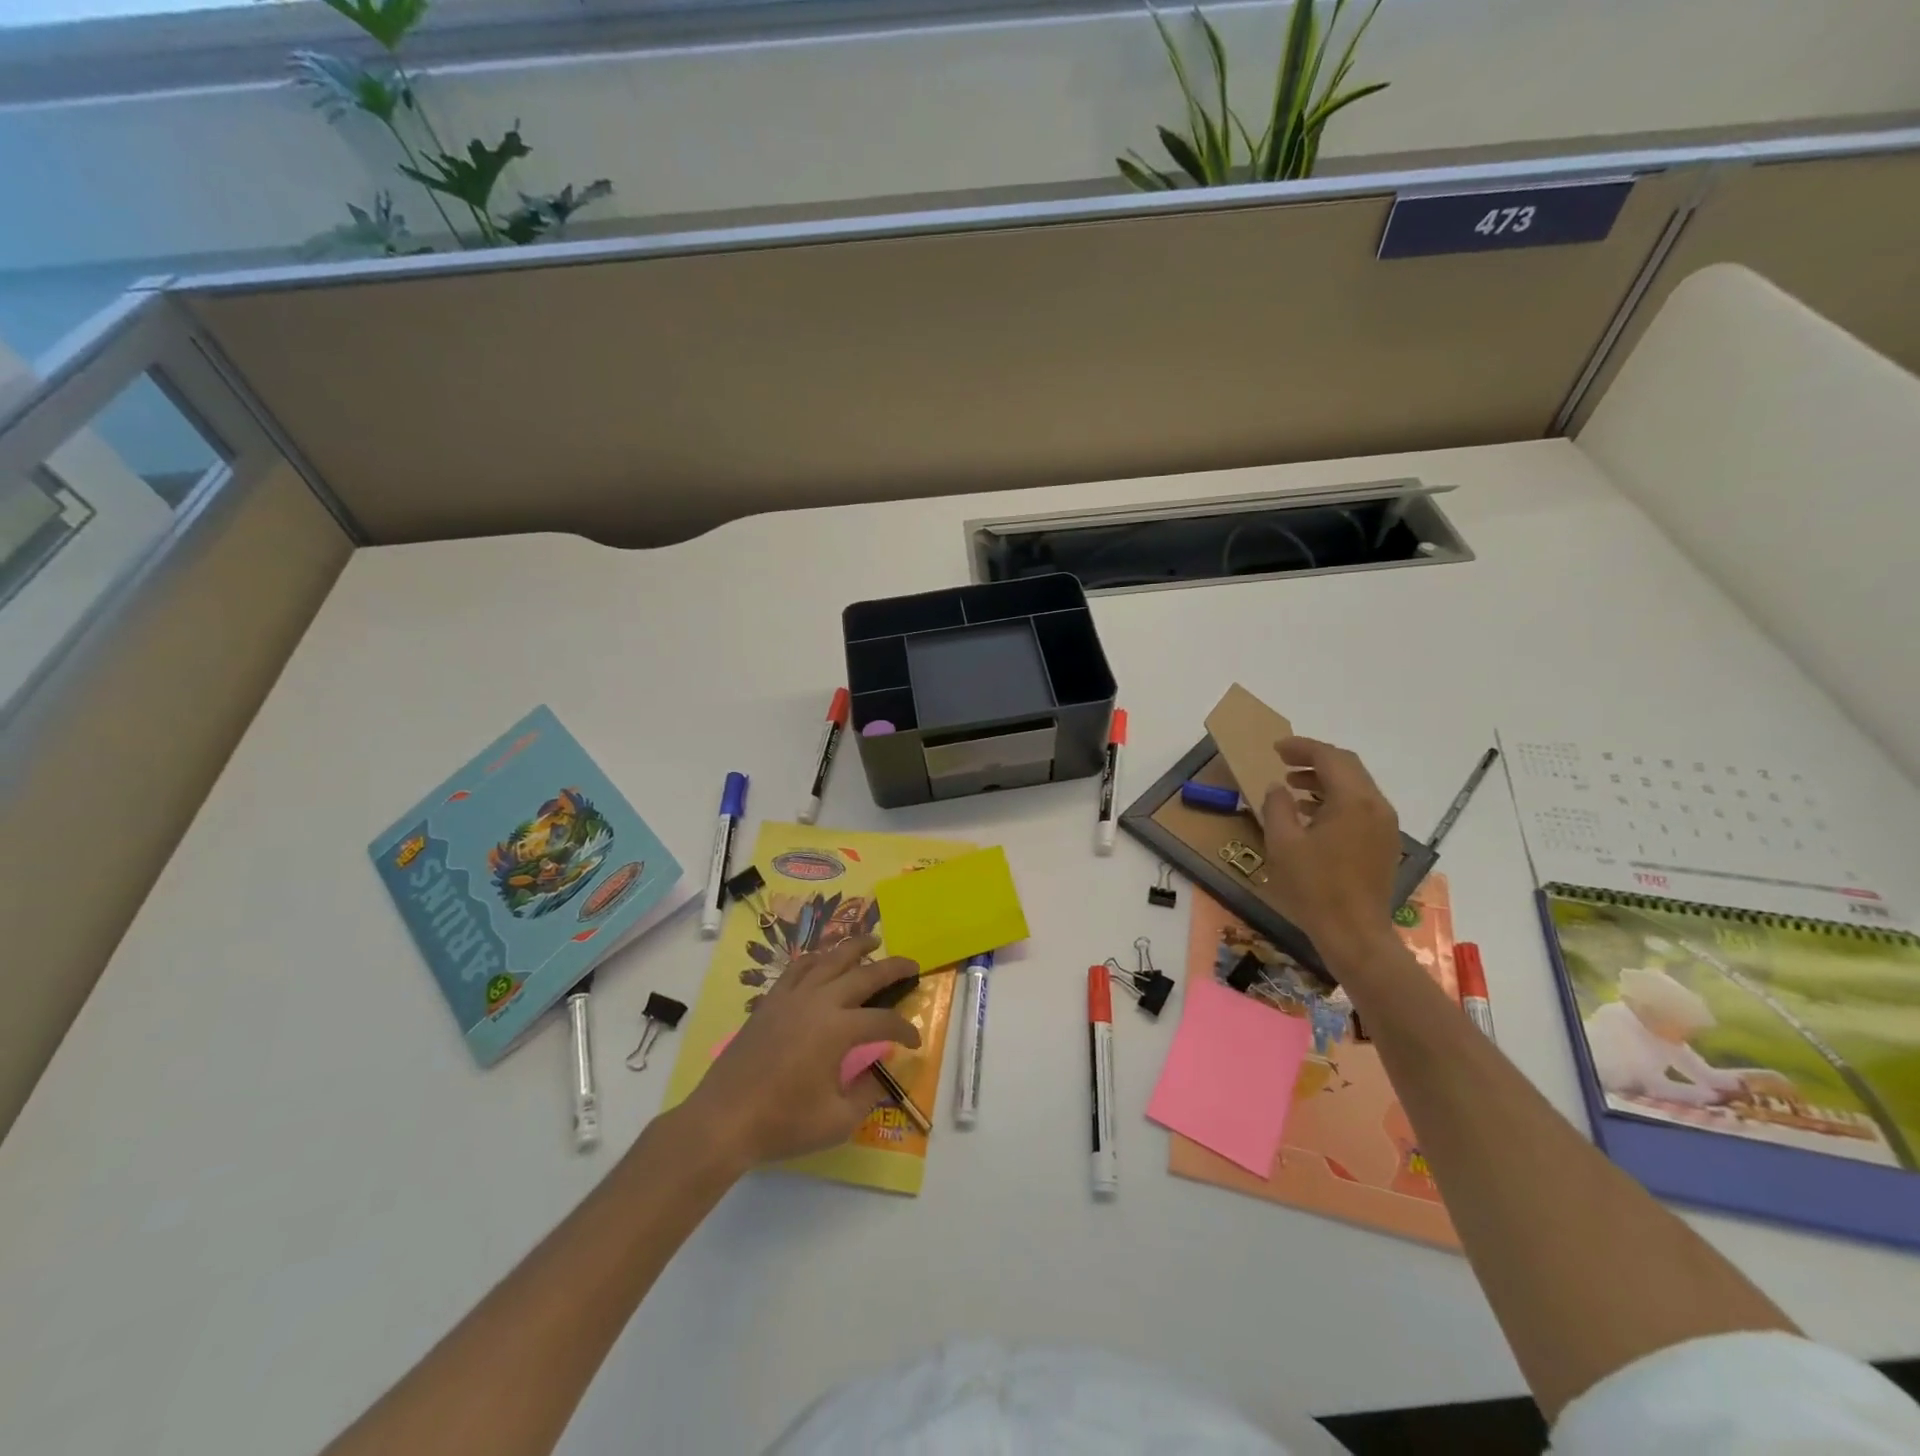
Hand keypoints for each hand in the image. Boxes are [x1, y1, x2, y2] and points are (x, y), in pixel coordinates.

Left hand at [678, 935, 921, 1169]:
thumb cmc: (782, 1123)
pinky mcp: (771, 1000)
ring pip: (830, 959)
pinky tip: (824, 959)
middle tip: (912, 964)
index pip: (884, 1021)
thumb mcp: (836, 1121)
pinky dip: (817, 957)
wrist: (723, 1120)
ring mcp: (791, 996)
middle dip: (892, 967)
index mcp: (838, 1029)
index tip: (915, 1042)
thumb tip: (879, 1074)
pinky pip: (798, 967)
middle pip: (864, 974)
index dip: (905, 1030)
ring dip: (855, 947)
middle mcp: (819, 1002)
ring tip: (873, 940)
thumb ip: (867, 1095)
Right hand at [1261, 736, 1402, 967]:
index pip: (1330, 758)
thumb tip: (1279, 788)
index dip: (1302, 748)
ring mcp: (1385, 825)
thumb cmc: (1315, 887)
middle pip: (1348, 767)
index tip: (1276, 748)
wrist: (1355, 933)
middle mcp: (1376, 806)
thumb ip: (1277, 807)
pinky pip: (1361, 806)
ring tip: (1293, 786)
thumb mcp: (1283, 844)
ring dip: (1325, 779)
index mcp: (1353, 801)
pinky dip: (1336, 799)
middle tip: (1284, 761)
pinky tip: (1312, 814)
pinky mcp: (1384, 843)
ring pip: (1356, 786)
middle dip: (1315, 759)